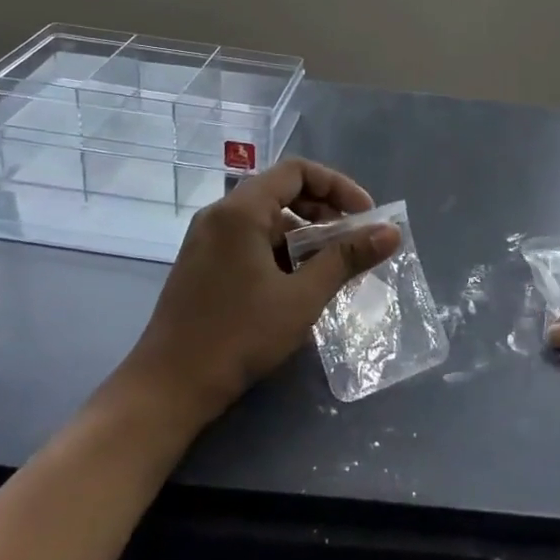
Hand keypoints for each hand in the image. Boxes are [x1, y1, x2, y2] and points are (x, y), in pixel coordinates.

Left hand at [116, 158, 399, 426]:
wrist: (168, 388)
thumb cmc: (238, 336)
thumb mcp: (302, 297)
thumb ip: (347, 259)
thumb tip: (391, 232)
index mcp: (240, 211)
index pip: (297, 171)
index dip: (338, 186)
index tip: (365, 215)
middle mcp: (220, 215)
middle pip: (282, 191)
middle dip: (324, 211)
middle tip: (352, 242)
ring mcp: (208, 240)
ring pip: (267, 220)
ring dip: (304, 235)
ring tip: (332, 268)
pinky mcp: (204, 264)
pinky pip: (251, 240)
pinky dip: (281, 251)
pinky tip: (299, 285)